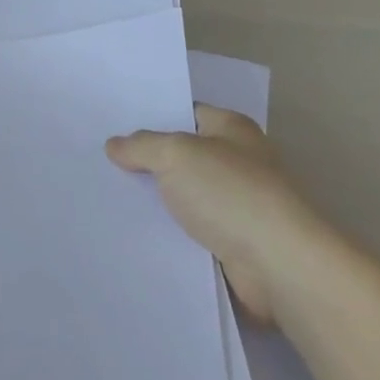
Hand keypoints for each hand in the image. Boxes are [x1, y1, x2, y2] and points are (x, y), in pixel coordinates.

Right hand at [107, 104, 347, 322]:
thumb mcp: (176, 155)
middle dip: (146, 160)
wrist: (279, 266)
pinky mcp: (231, 241)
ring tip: (107, 196)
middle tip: (101, 160)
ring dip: (154, 199)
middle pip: (181, 155)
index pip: (185, 113)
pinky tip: (133, 230)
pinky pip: (189, 228)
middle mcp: (237, 161)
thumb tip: (115, 145)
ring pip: (182, 194)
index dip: (151, 117)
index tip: (113, 124)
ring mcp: (236, 203)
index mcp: (232, 129)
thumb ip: (141, 146)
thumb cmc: (231, 195)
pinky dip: (166, 230)